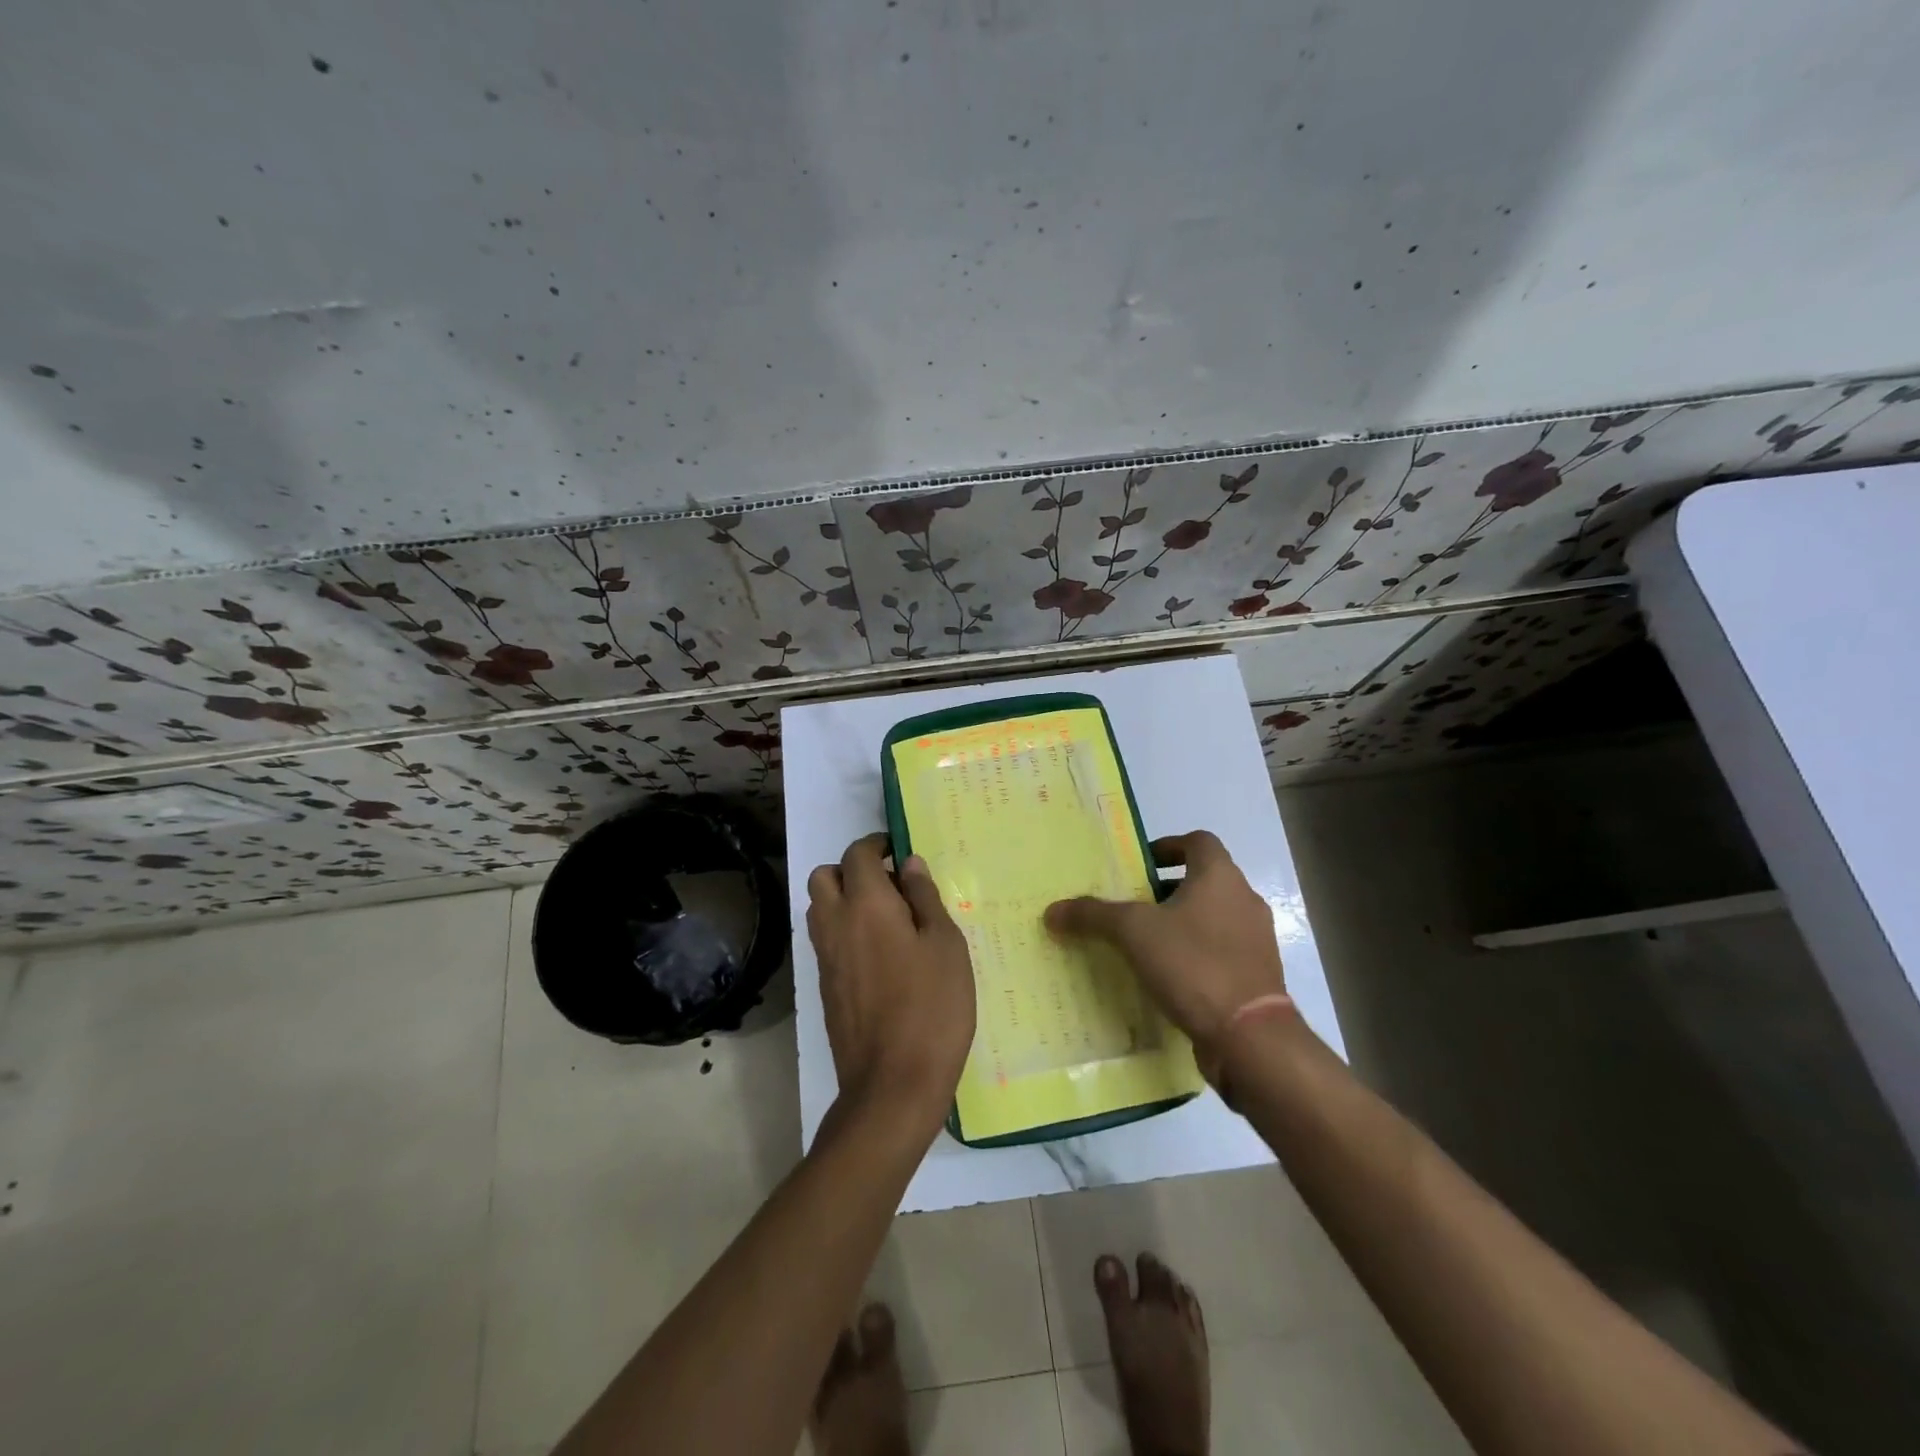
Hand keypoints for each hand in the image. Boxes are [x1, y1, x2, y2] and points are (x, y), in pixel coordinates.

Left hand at [807, 833, 975, 1133]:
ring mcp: (825, 957)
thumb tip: (908, 864)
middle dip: (851, 869)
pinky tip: (880, 954)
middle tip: (889, 885)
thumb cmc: (932, 1007)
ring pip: (820, 908)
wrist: (892, 1084)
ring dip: (844, 899)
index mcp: (866, 904)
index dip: (877, 845)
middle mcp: (835, 923)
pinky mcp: (824, 987)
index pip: (857, 854)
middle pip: (824, 876)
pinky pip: (826, 940)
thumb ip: (925, 898)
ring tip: (887, 919)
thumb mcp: (945, 945)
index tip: (899, 852)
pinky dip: (844, 930)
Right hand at [1045, 830, 1285, 1057]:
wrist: (1250, 1036)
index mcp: (1220, 876)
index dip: (1168, 846)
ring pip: (1213, 917)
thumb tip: (1052, 911)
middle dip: (1167, 890)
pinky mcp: (1257, 975)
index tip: (1140, 865)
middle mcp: (1244, 900)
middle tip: (1133, 906)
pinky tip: (1168, 977)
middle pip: (1204, 880)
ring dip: (1182, 923)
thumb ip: (1093, 916)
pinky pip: (1221, 951)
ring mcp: (1256, 939)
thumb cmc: (1193, 964)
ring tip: (1145, 943)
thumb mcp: (1133, 933)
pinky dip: (1196, 954)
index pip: (1198, 841)